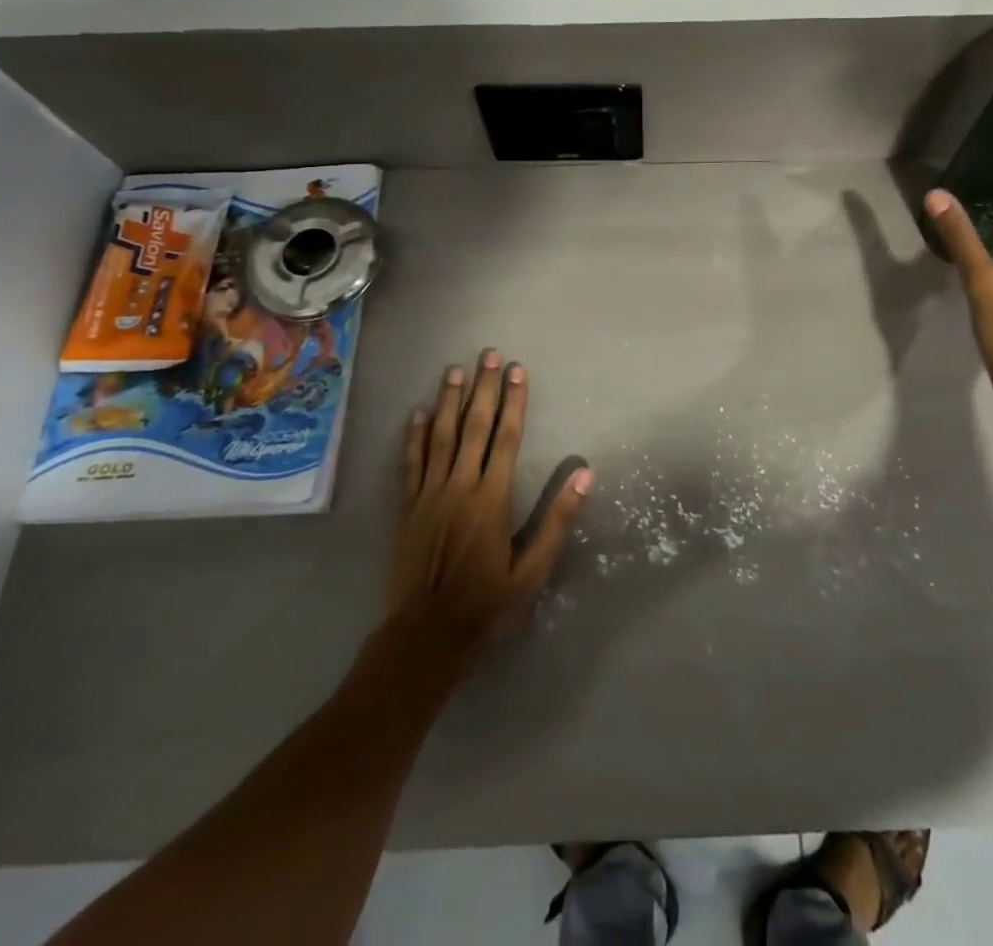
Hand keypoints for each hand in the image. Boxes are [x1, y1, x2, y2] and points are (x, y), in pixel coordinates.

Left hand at [386, 351, 591, 657]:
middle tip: (489, 354)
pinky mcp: (406, 509)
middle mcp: (459, 486)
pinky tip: (417, 414)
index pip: (506, 437)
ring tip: (455, 370)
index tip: (519, 370)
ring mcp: (428, 495)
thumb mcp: (533, 570)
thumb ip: (558, 520)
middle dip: (484, 388)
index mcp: (492, 498)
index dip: (514, 401)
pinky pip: (410, 464)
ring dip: (448, 401)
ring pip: (439, 437)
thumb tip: (586, 475)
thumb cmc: (486, 604)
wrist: (425, 636)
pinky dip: (413, 437)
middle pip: (474, 427)